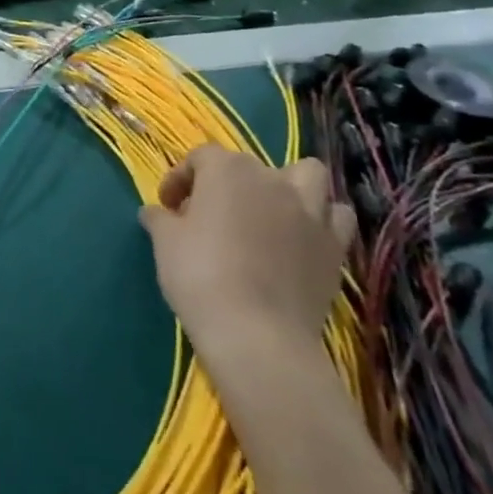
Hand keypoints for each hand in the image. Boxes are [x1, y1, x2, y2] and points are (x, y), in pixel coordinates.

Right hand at [138, 147, 353, 382]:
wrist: (257, 335)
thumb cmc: (201, 276)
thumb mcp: (165, 243)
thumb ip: (160, 219)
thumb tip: (156, 212)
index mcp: (227, 170)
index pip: (200, 158)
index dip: (180, 178)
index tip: (168, 207)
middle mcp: (271, 179)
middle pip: (247, 166)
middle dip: (227, 185)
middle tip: (210, 217)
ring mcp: (309, 211)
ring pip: (308, 176)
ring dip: (290, 186)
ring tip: (270, 213)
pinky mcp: (334, 246)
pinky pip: (336, 217)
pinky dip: (322, 221)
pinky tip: (303, 239)